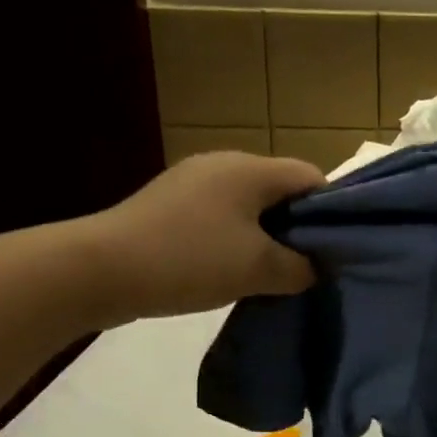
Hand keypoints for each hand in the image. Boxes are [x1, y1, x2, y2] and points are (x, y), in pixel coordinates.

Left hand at [82, 152, 323, 322]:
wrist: (100, 270)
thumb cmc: (190, 260)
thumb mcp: (259, 269)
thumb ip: (300, 267)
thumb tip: (315, 267)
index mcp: (250, 169)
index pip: (311, 177)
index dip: (331, 211)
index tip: (336, 249)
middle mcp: (223, 164)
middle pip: (279, 189)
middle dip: (298, 226)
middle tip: (308, 265)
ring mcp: (192, 182)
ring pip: (249, 205)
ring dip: (266, 235)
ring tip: (271, 273)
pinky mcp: (170, 205)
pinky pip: (220, 216)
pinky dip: (236, 239)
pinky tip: (232, 269)